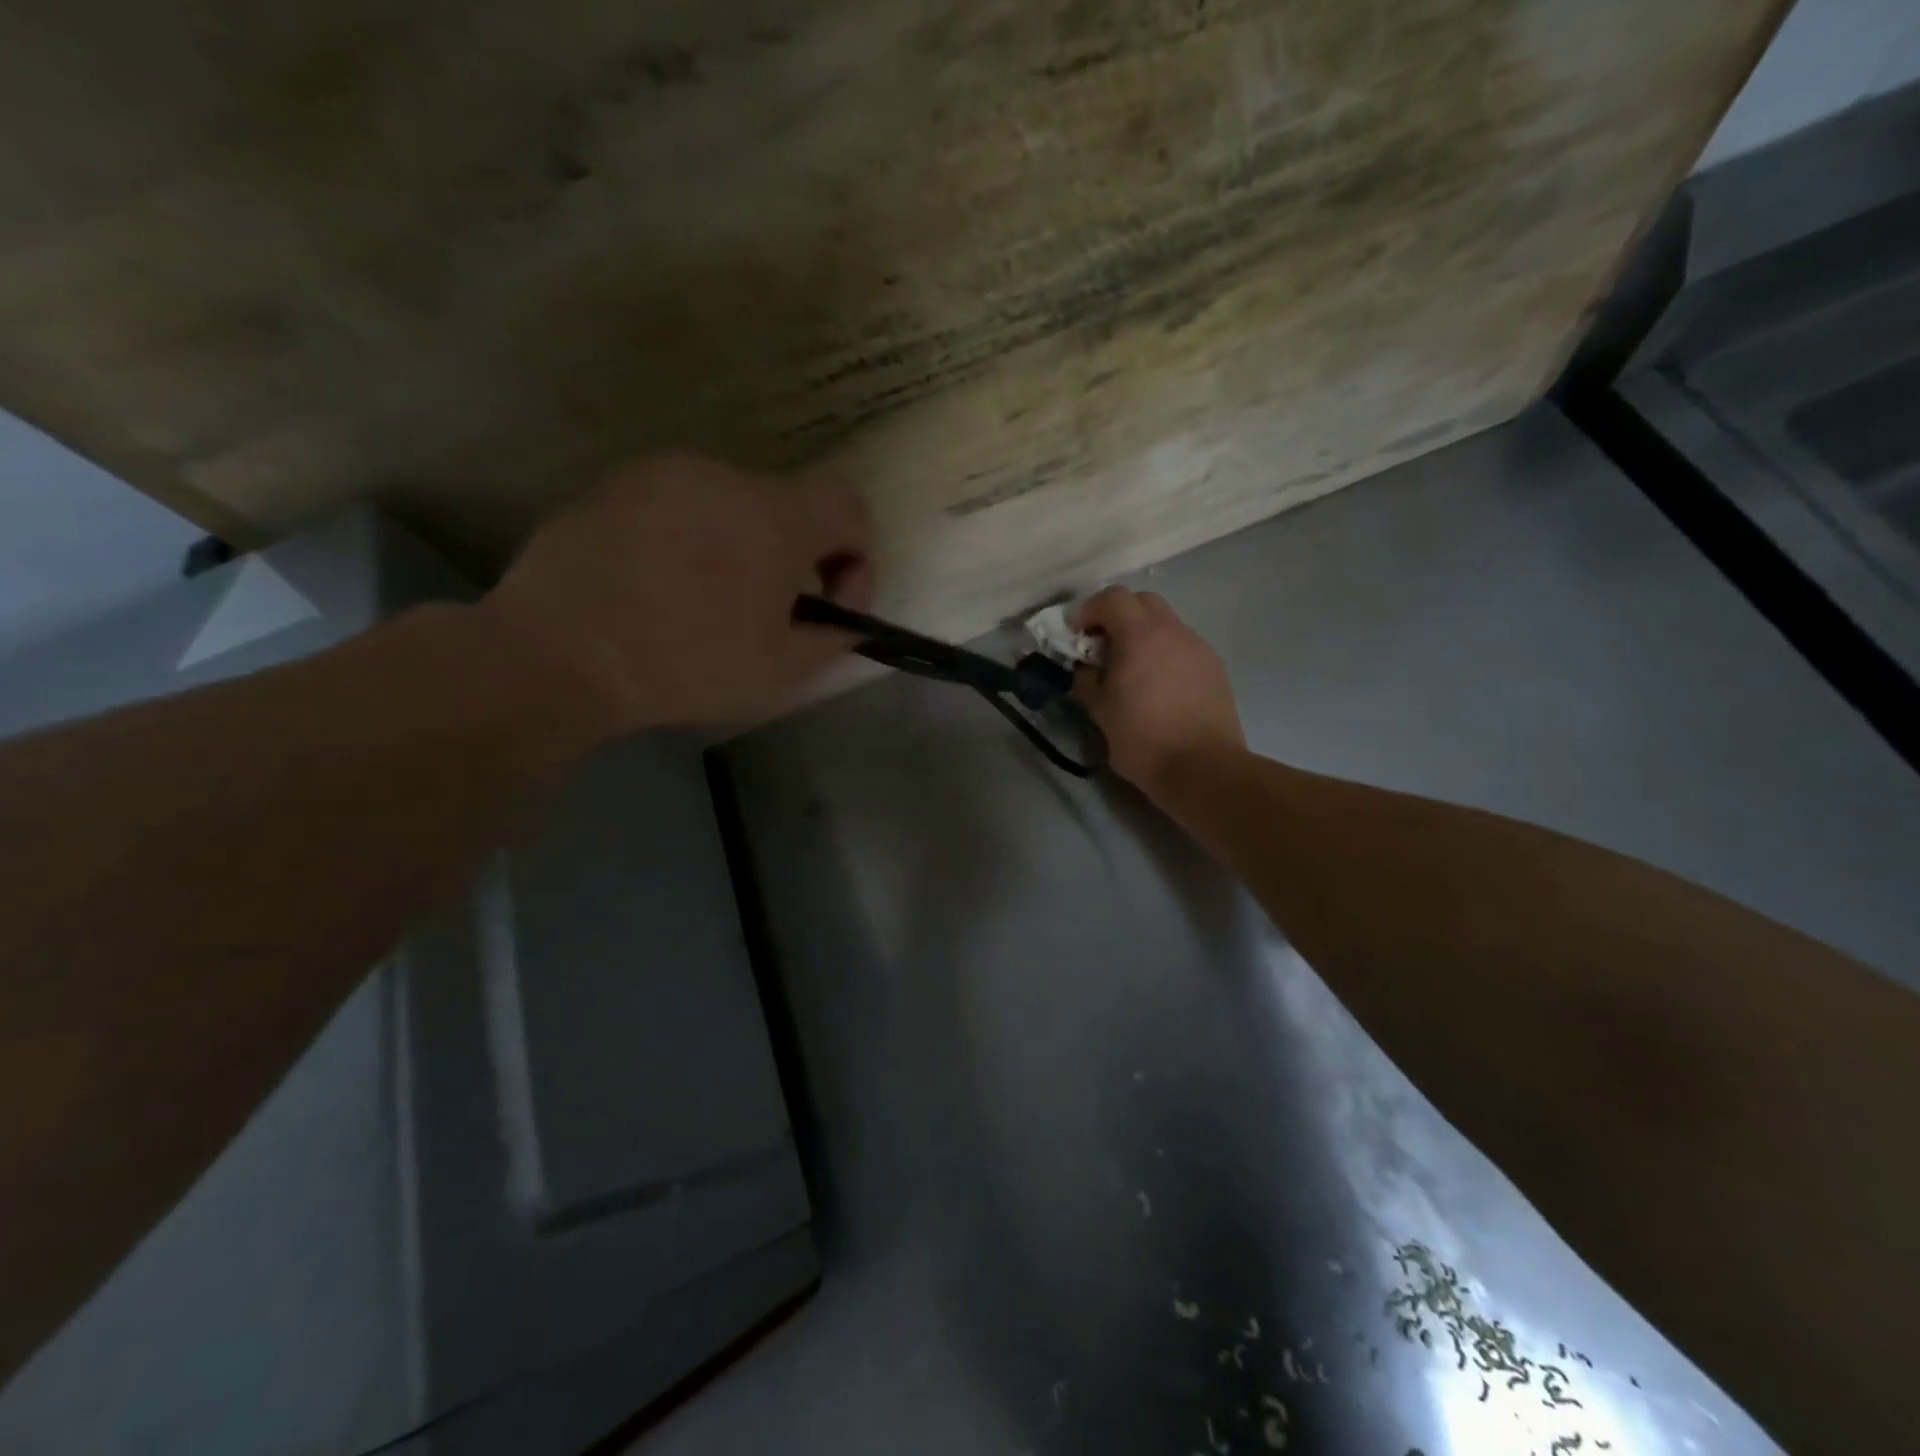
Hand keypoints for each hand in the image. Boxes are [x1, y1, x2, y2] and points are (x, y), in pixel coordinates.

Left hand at [481, 453, 871, 735]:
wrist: (558, 654)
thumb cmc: (684, 666)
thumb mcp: (780, 670)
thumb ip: (833, 637)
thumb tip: (844, 621)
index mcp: (773, 516)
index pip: (849, 508)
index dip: (857, 558)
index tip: (829, 605)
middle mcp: (723, 476)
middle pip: (789, 505)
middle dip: (795, 557)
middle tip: (770, 611)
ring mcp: (664, 473)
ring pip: (733, 503)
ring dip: (743, 545)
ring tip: (709, 599)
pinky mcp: (617, 482)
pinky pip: (681, 503)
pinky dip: (692, 536)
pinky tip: (662, 582)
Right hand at [1074, 587, 1245, 799]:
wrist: (1204, 769)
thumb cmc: (1144, 741)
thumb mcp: (1100, 712)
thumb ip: (1087, 680)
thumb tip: (1085, 667)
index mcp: (1141, 636)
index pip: (1113, 598)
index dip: (1089, 611)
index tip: (1078, 637)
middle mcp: (1174, 632)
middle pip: (1143, 602)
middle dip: (1118, 616)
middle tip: (1103, 647)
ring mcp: (1199, 648)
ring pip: (1166, 624)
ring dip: (1143, 635)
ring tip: (1132, 670)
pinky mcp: (1215, 668)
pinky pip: (1183, 646)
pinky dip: (1164, 653)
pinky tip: (1159, 687)